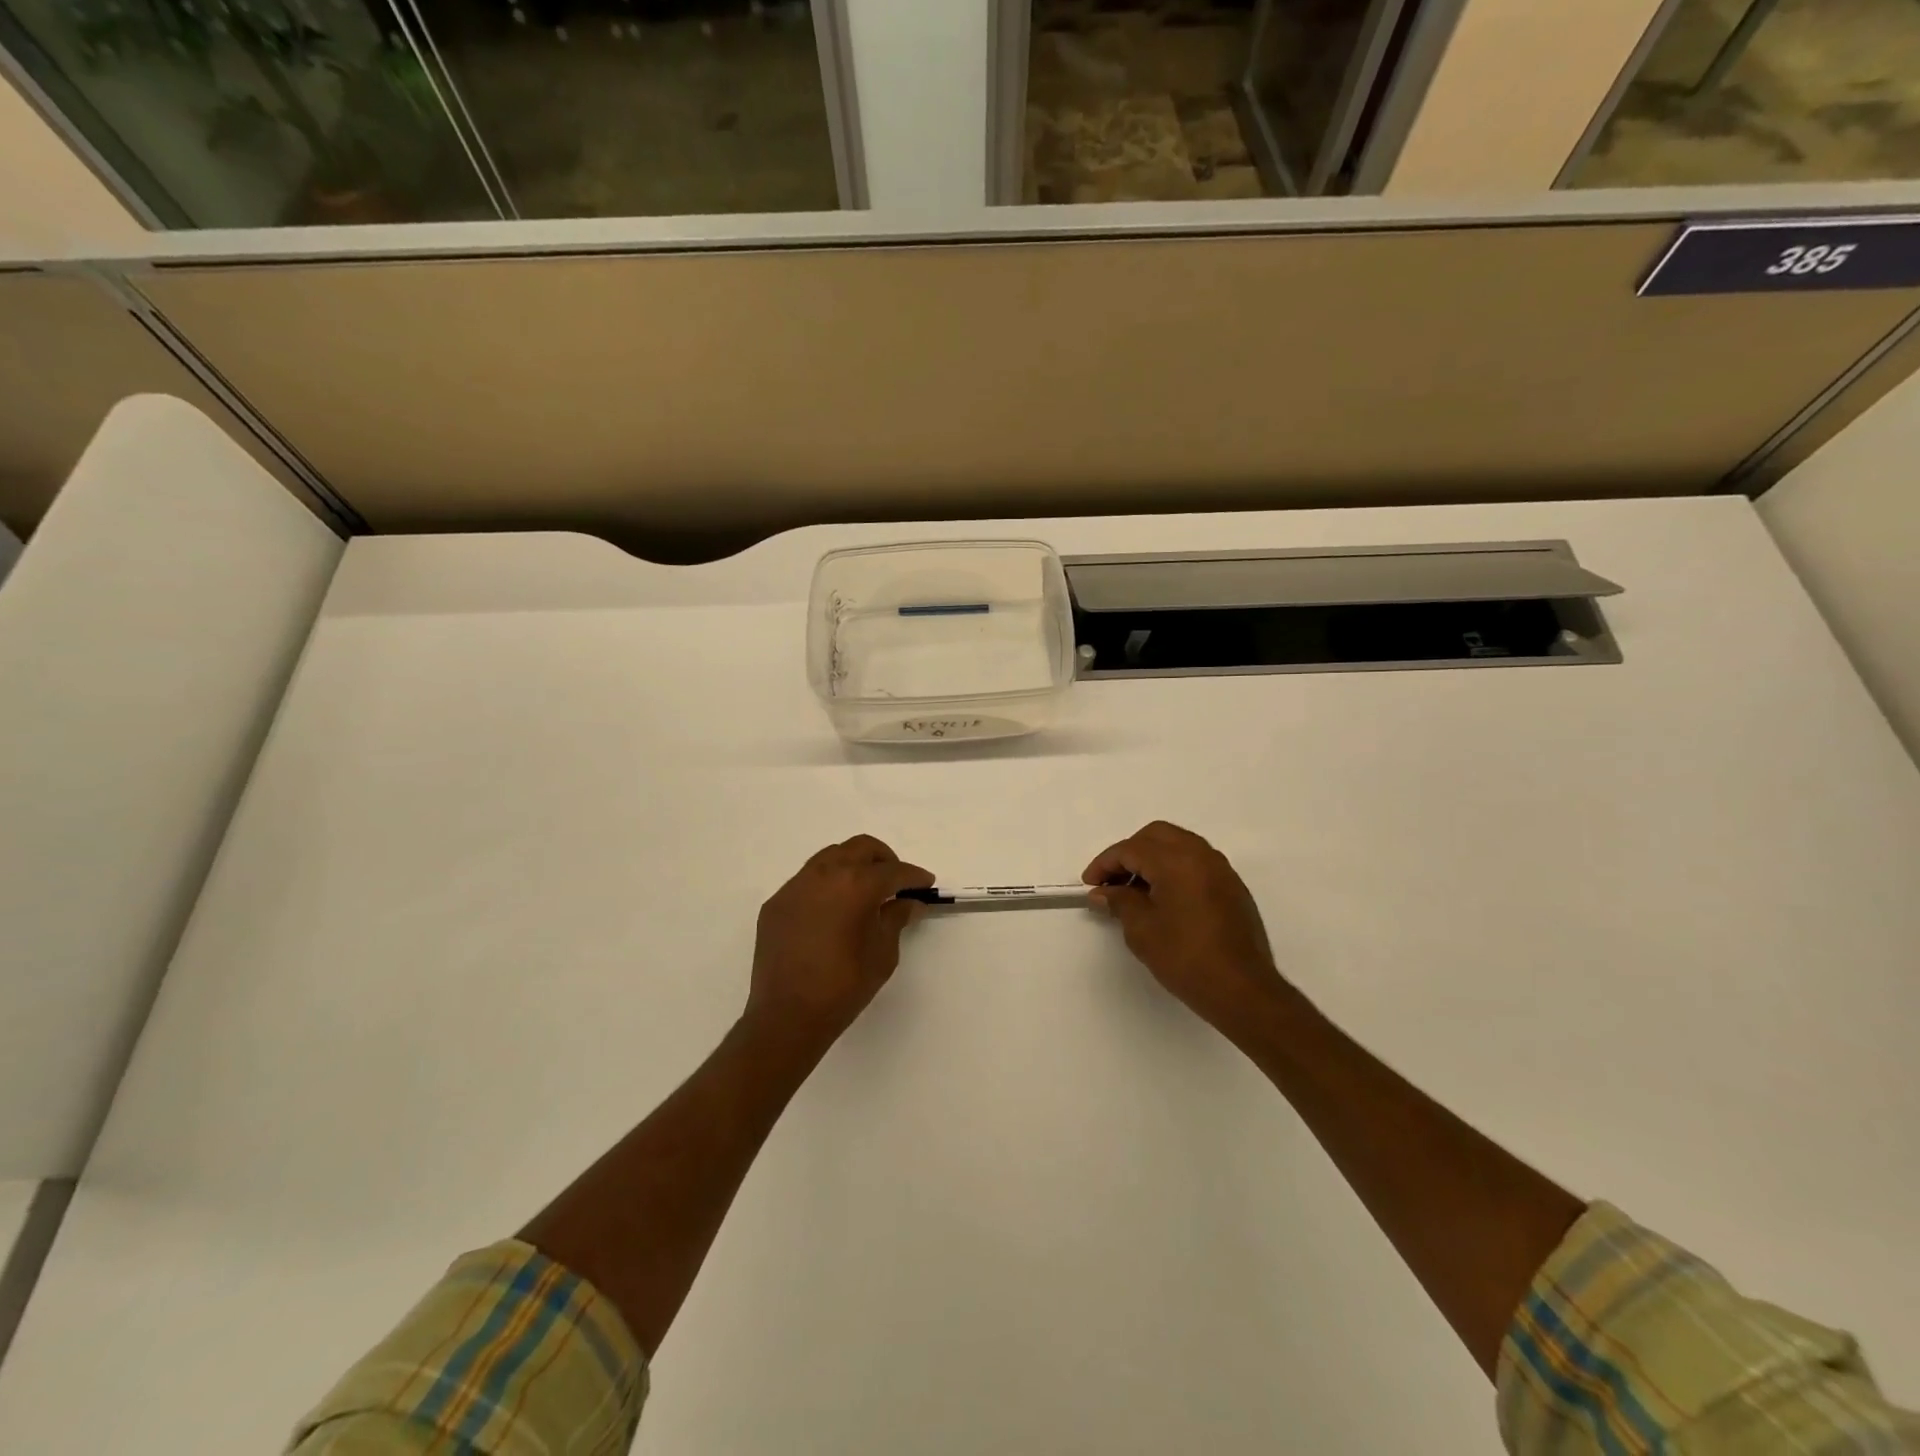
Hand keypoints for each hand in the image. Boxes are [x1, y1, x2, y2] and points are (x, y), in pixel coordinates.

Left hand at [747, 835, 934, 1046]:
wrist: (787, 1016)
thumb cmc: (844, 986)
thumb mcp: (883, 953)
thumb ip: (896, 918)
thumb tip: (908, 902)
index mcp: (856, 885)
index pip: (892, 870)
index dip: (913, 876)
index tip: (925, 883)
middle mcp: (824, 875)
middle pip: (860, 848)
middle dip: (884, 859)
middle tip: (896, 881)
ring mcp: (795, 886)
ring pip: (830, 857)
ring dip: (853, 865)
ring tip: (864, 891)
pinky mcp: (776, 903)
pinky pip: (807, 880)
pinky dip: (827, 884)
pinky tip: (832, 910)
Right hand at [1083, 821, 1290, 1037]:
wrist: (1242, 989)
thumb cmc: (1185, 957)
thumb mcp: (1142, 930)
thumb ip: (1120, 901)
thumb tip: (1103, 892)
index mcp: (1176, 860)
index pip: (1131, 849)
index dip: (1105, 864)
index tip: (1089, 885)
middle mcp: (1201, 855)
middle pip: (1156, 836)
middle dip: (1129, 853)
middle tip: (1112, 881)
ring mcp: (1220, 869)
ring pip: (1178, 845)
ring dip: (1152, 859)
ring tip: (1134, 891)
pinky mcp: (1232, 887)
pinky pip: (1195, 862)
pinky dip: (1173, 869)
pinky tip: (1163, 899)